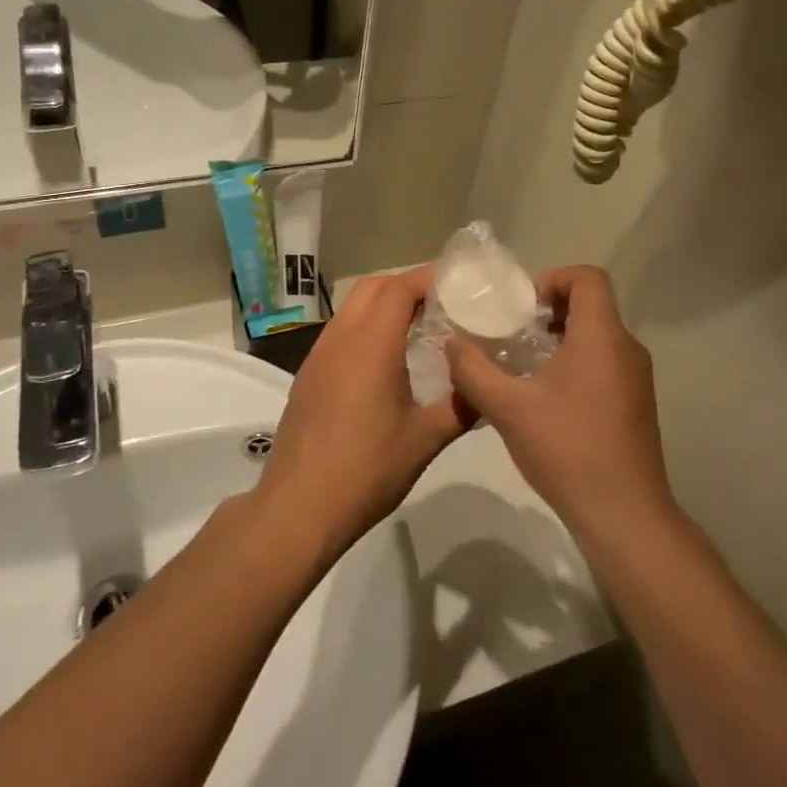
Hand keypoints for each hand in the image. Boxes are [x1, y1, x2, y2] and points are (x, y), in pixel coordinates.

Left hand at [256, 269, 470, 555]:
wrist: (299, 508)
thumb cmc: (367, 470)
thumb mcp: (425, 440)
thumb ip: (461, 406)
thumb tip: (487, 387)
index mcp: (370, 344)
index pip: (399, 288)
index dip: (429, 279)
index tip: (459, 288)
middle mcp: (340, 339)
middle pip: (373, 287)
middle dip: (407, 285)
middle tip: (442, 305)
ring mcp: (318, 356)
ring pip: (352, 308)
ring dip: (384, 305)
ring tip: (419, 328)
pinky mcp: (308, 375)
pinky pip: (340, 332)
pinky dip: (365, 327)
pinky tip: (385, 360)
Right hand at [445, 267, 676, 542]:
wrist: (624, 515)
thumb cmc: (568, 450)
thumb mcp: (508, 408)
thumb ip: (473, 370)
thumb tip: (451, 343)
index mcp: (602, 336)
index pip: (588, 277)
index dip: (553, 279)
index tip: (522, 309)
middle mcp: (626, 348)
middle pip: (591, 305)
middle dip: (549, 312)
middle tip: (512, 336)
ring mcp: (636, 378)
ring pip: (597, 337)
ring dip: (560, 340)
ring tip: (522, 367)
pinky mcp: (636, 404)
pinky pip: (605, 363)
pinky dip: (576, 364)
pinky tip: (545, 400)